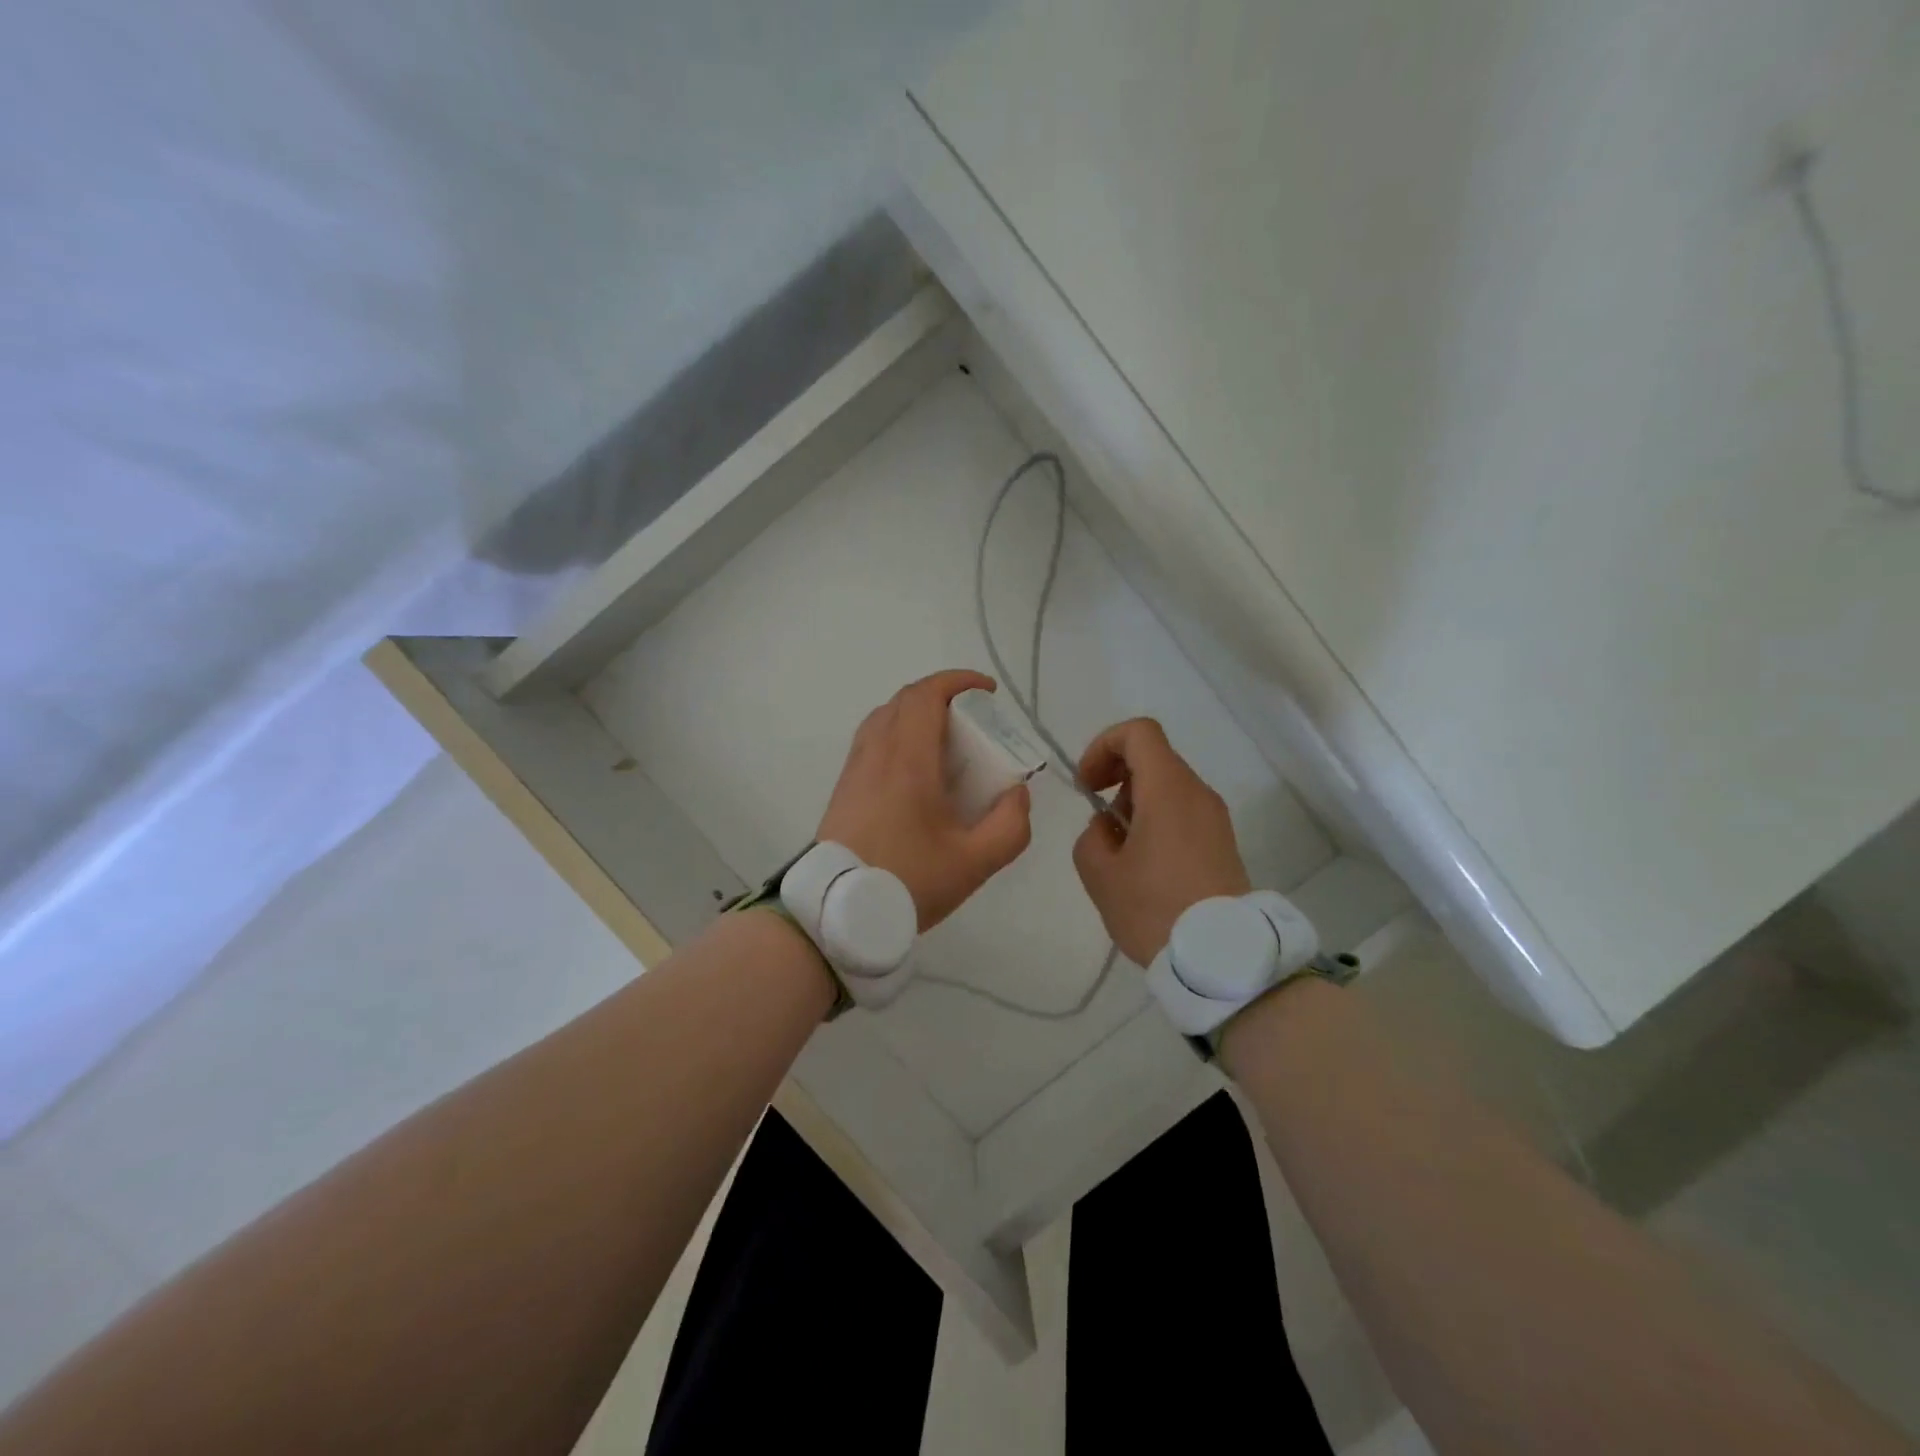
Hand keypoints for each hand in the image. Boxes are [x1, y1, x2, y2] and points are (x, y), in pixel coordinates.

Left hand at [818, 670, 1033, 930]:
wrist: (836, 912)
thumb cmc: (908, 881)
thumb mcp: (975, 863)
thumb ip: (1010, 826)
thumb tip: (1018, 793)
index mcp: (908, 760)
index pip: (926, 696)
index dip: (958, 682)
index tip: (988, 691)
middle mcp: (876, 753)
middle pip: (904, 701)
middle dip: (942, 696)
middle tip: (972, 720)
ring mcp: (855, 769)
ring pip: (883, 718)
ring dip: (916, 714)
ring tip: (945, 742)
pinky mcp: (843, 788)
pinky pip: (871, 741)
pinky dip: (897, 735)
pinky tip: (916, 771)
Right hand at [1072, 718, 1250, 964]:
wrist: (1221, 959)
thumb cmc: (1155, 909)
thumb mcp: (1100, 874)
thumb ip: (1091, 836)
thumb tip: (1108, 828)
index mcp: (1168, 789)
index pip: (1138, 732)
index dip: (1103, 746)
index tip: (1087, 785)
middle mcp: (1198, 793)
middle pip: (1153, 758)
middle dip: (1116, 778)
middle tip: (1099, 821)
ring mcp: (1215, 818)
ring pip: (1167, 786)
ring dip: (1135, 803)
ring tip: (1120, 852)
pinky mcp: (1223, 842)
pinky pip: (1183, 811)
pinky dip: (1156, 820)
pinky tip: (1145, 865)